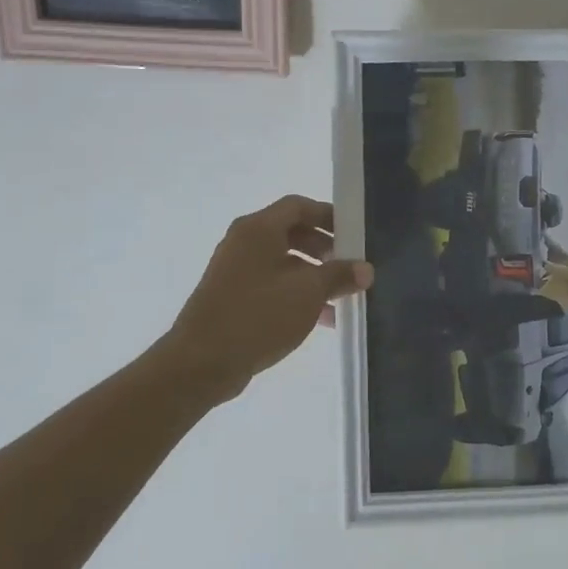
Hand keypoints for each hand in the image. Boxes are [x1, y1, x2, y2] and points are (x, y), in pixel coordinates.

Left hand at [155, 195, 372, 403]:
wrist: (202, 362)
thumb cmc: (258, 315)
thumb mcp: (308, 293)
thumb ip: (339, 276)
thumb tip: (365, 269)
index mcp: (258, 229)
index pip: (298, 206)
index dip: (328, 216)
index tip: (354, 234)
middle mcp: (244, 242)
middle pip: (291, 233)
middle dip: (324, 248)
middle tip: (349, 266)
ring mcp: (235, 270)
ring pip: (283, 262)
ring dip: (314, 276)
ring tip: (341, 297)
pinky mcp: (233, 297)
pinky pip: (272, 285)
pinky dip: (296, 294)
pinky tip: (321, 319)